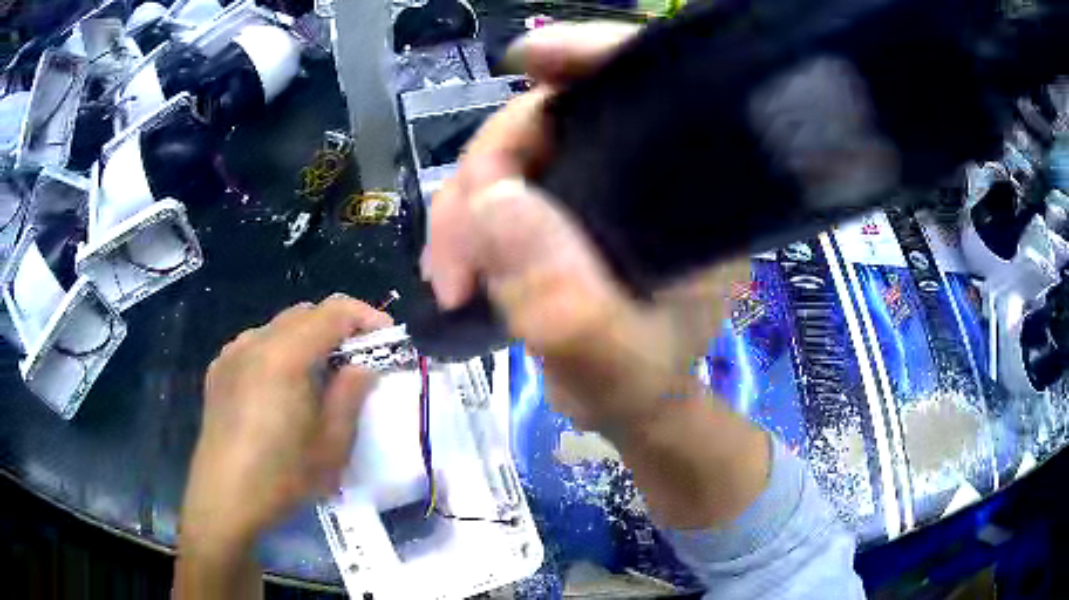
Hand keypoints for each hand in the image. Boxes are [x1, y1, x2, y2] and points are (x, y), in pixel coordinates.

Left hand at [180, 295, 392, 554]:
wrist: (224, 498)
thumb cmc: (282, 477)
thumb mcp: (331, 445)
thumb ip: (351, 395)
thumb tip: (362, 366)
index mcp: (285, 356)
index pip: (333, 312)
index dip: (366, 317)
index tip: (387, 339)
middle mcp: (255, 342)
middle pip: (305, 313)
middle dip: (337, 327)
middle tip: (357, 359)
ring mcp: (232, 353)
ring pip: (279, 327)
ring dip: (307, 339)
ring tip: (319, 376)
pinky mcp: (219, 370)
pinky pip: (256, 344)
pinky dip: (279, 352)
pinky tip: (281, 387)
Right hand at [423, 23, 749, 431]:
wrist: (628, 405)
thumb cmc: (642, 387)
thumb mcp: (617, 370)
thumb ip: (571, 309)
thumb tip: (494, 204)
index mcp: (687, 195)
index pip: (653, 88)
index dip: (593, 55)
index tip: (529, 59)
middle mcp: (644, 173)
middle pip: (553, 118)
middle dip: (485, 176)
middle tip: (455, 260)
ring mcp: (595, 184)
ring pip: (512, 154)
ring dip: (463, 210)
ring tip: (450, 279)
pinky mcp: (558, 204)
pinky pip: (496, 186)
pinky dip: (464, 222)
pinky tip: (453, 268)